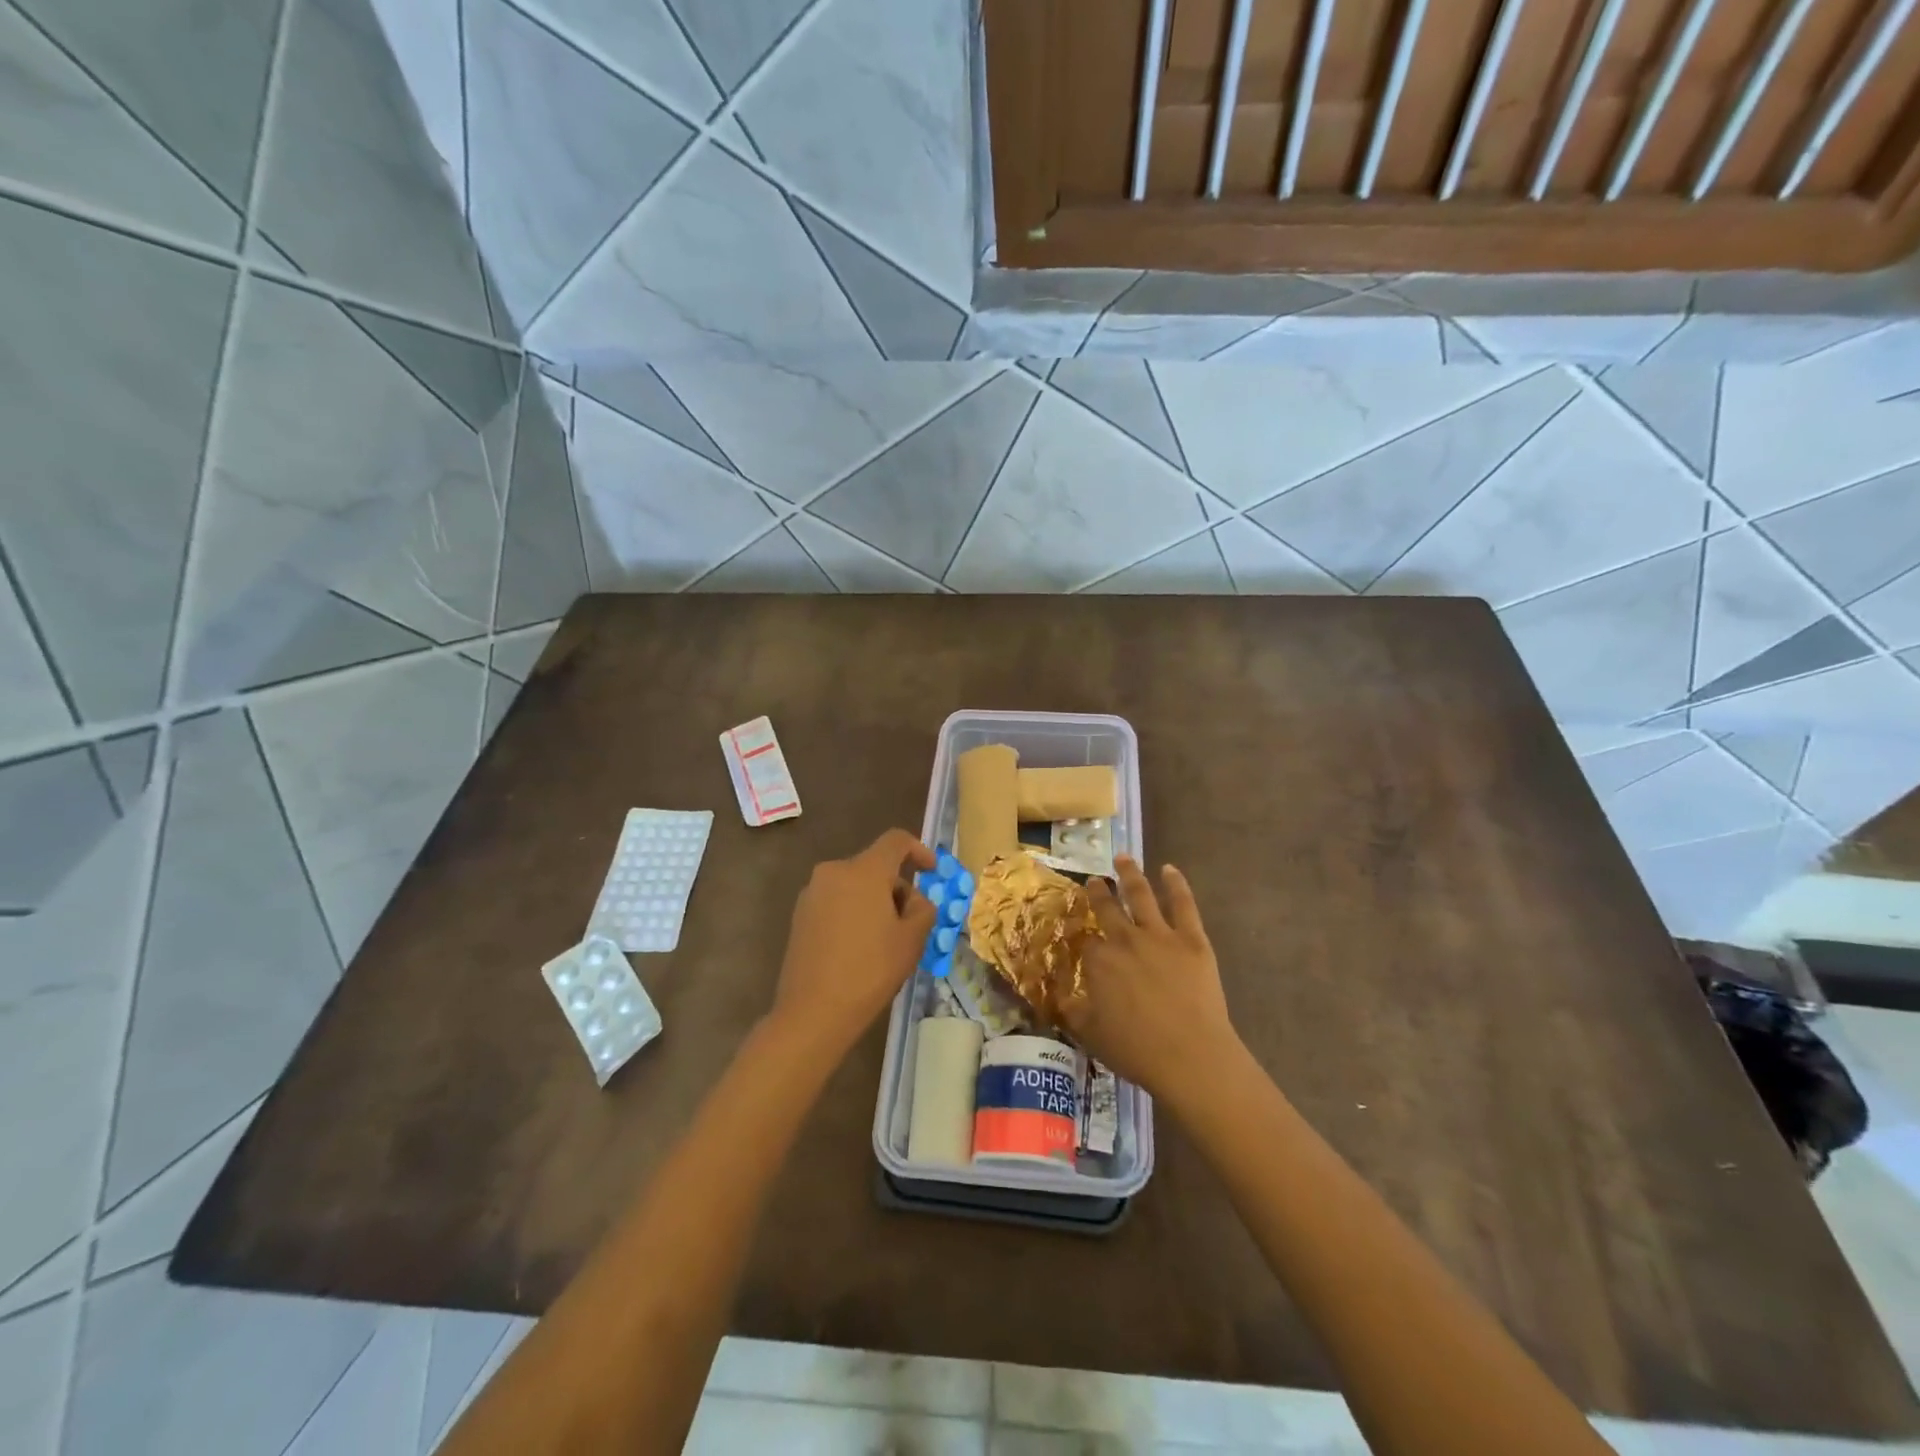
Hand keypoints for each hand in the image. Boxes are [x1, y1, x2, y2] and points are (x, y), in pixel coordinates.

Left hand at [770, 828, 936, 1058]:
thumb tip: (915, 900)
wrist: (813, 1012)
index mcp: (863, 870)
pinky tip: (859, 947)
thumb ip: (923, 909)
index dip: (919, 851)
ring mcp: (812, 893)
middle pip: (875, 866)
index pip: (895, 841)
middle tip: (912, 922)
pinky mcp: (800, 915)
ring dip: (875, 901)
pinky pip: (836, 901)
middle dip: (897, 887)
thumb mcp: (912, 940)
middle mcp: (833, 872)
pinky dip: (853, 913)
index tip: (932, 873)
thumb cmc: (870, 970)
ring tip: (885, 939)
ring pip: (854, 885)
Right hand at [1062, 856, 1239, 1101]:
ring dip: (1130, 874)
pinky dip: (1176, 884)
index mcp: (1099, 962)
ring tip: (1124, 858)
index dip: (1082, 936)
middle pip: (1107, 908)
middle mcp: (1125, 939)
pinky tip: (1169, 869)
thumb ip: (1073, 1011)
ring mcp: (1159, 935)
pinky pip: (1183, 904)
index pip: (1086, 941)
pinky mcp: (1191, 939)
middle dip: (1099, 892)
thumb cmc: (1136, 1051)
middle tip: (1095, 879)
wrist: (1190, 1056)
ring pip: (1140, 895)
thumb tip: (1059, 997)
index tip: (1079, 930)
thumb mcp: (1091, 1035)